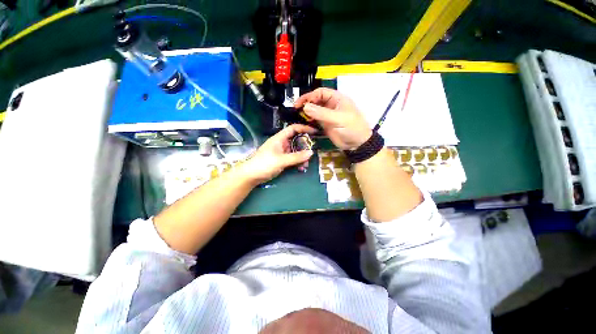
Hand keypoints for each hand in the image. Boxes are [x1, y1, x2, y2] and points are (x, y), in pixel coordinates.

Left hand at [239, 124, 315, 184]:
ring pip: (295, 151)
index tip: (315, 132)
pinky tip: (301, 168)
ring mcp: (282, 152)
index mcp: (279, 138)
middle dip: (305, 146)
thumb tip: (311, 153)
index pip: (293, 128)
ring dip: (302, 156)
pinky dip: (297, 162)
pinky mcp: (282, 160)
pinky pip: (293, 158)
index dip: (304, 128)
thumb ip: (296, 157)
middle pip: (296, 140)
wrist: (251, 175)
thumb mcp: (281, 160)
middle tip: (312, 152)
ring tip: (306, 164)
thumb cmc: (264, 164)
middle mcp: (282, 143)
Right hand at [295, 88, 371, 150]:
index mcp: (337, 99)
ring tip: (298, 116)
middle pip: (316, 100)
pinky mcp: (325, 124)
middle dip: (307, 103)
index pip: (320, 92)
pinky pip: (315, 120)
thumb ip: (322, 113)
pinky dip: (309, 120)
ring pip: (314, 110)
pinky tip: (304, 122)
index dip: (310, 96)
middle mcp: (331, 105)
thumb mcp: (338, 119)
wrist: (357, 144)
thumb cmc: (352, 128)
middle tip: (297, 109)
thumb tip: (305, 107)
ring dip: (307, 112)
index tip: (301, 103)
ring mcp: (327, 115)